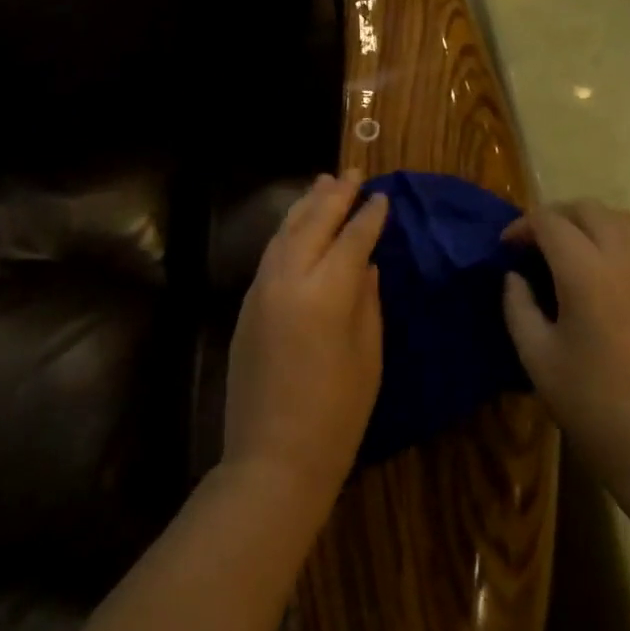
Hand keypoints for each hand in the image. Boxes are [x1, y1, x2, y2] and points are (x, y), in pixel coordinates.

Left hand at [222, 171, 388, 502]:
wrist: (273, 457)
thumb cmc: (336, 414)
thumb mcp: (367, 355)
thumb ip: (367, 300)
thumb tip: (368, 263)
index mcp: (325, 292)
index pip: (352, 239)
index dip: (369, 217)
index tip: (382, 196)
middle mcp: (288, 279)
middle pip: (313, 223)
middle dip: (334, 196)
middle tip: (352, 173)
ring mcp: (261, 289)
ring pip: (285, 232)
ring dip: (306, 205)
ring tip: (323, 183)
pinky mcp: (247, 304)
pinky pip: (271, 253)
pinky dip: (288, 230)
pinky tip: (298, 224)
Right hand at [501, 200, 629, 485]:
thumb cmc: (589, 403)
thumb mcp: (535, 355)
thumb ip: (518, 305)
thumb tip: (517, 277)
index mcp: (588, 273)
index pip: (551, 222)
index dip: (522, 226)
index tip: (506, 248)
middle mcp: (629, 262)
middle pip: (591, 210)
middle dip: (558, 216)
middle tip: (535, 242)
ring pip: (626, 223)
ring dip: (592, 225)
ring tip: (570, 252)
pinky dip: (618, 251)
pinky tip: (605, 287)